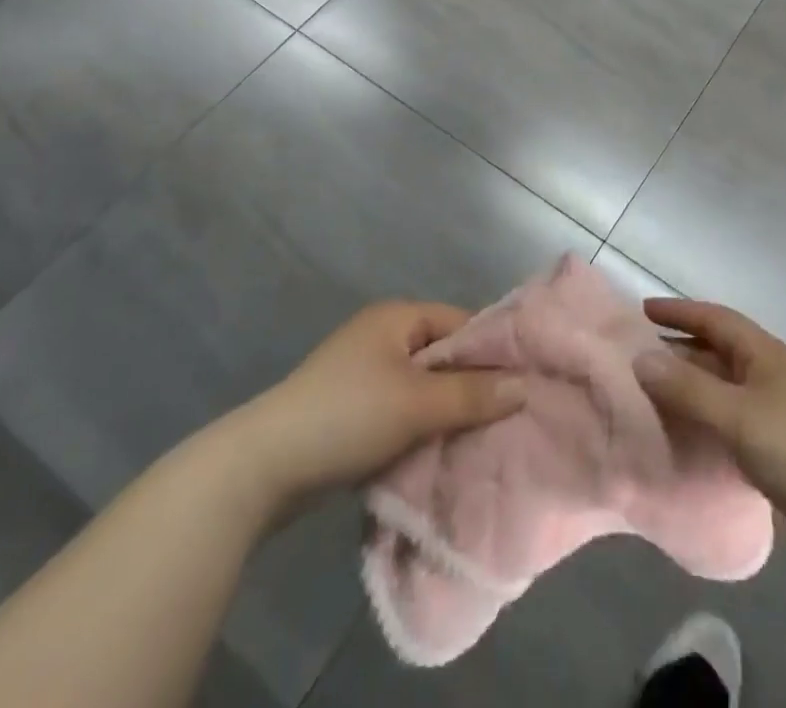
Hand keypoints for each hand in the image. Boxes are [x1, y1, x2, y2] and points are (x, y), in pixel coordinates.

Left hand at [241, 301, 524, 502]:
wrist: (261, 467)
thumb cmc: (347, 417)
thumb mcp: (417, 404)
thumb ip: (473, 394)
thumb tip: (524, 386)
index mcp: (397, 317)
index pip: (461, 322)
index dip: (492, 351)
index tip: (522, 385)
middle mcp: (381, 336)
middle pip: (442, 356)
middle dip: (470, 387)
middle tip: (505, 418)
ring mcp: (363, 373)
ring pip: (422, 388)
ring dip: (445, 412)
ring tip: (478, 440)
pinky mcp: (350, 409)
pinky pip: (400, 411)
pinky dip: (419, 428)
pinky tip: (438, 454)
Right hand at [634, 299, 785, 575]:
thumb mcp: (738, 415)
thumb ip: (688, 388)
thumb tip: (640, 359)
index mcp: (765, 354)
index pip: (716, 319)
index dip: (680, 312)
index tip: (642, 311)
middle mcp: (770, 375)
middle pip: (718, 352)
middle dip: (679, 350)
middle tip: (637, 357)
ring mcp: (776, 414)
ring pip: (723, 389)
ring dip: (690, 388)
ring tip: (650, 395)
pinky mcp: (777, 451)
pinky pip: (730, 422)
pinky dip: (704, 421)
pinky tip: (684, 435)